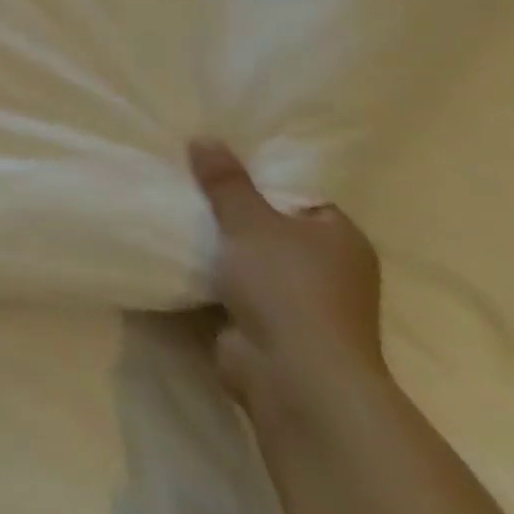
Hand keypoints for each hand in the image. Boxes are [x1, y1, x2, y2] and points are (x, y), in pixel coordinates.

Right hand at [191, 139, 388, 426]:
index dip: (258, 180)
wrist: (293, 375)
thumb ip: (226, 181)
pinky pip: (234, 290)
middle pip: (271, 228)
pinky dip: (211, 279)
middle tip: (185, 185)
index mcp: (340, 238)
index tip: (214, 166)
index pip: (298, 196)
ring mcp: (301, 303)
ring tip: (173, 215)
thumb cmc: (286, 286)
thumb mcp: (249, 220)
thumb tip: (205, 139)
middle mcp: (330, 270)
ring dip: (218, 248)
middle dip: (231, 213)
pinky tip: (176, 256)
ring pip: (250, 260)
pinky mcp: (271, 328)